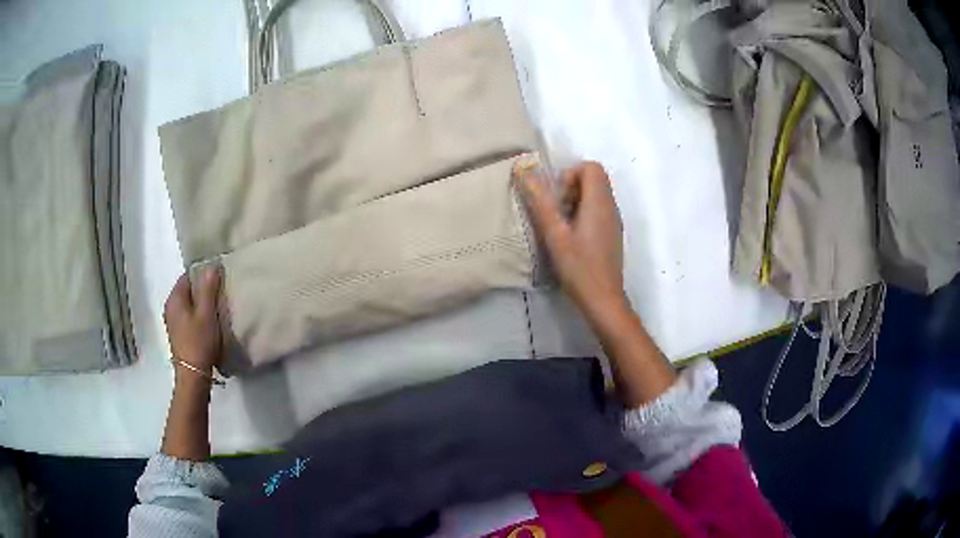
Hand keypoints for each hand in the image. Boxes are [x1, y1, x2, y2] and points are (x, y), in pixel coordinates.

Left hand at [164, 267, 223, 375]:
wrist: (193, 376)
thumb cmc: (199, 342)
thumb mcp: (207, 313)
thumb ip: (208, 288)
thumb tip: (211, 265)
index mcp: (175, 298)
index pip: (188, 275)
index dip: (203, 274)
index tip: (219, 279)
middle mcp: (170, 306)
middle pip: (188, 290)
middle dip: (202, 289)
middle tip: (220, 293)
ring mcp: (173, 321)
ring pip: (188, 304)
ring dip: (201, 304)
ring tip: (217, 308)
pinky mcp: (178, 334)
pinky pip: (188, 316)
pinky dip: (198, 315)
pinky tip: (209, 323)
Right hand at [515, 160, 627, 319]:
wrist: (603, 299)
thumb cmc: (579, 267)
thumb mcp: (554, 234)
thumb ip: (540, 201)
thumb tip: (523, 170)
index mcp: (599, 202)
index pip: (591, 167)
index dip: (570, 175)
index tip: (557, 198)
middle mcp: (611, 207)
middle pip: (594, 179)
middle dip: (571, 188)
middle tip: (556, 212)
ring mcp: (614, 221)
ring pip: (596, 196)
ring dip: (575, 202)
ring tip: (561, 227)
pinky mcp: (612, 235)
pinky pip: (599, 211)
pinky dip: (583, 215)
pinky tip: (572, 240)